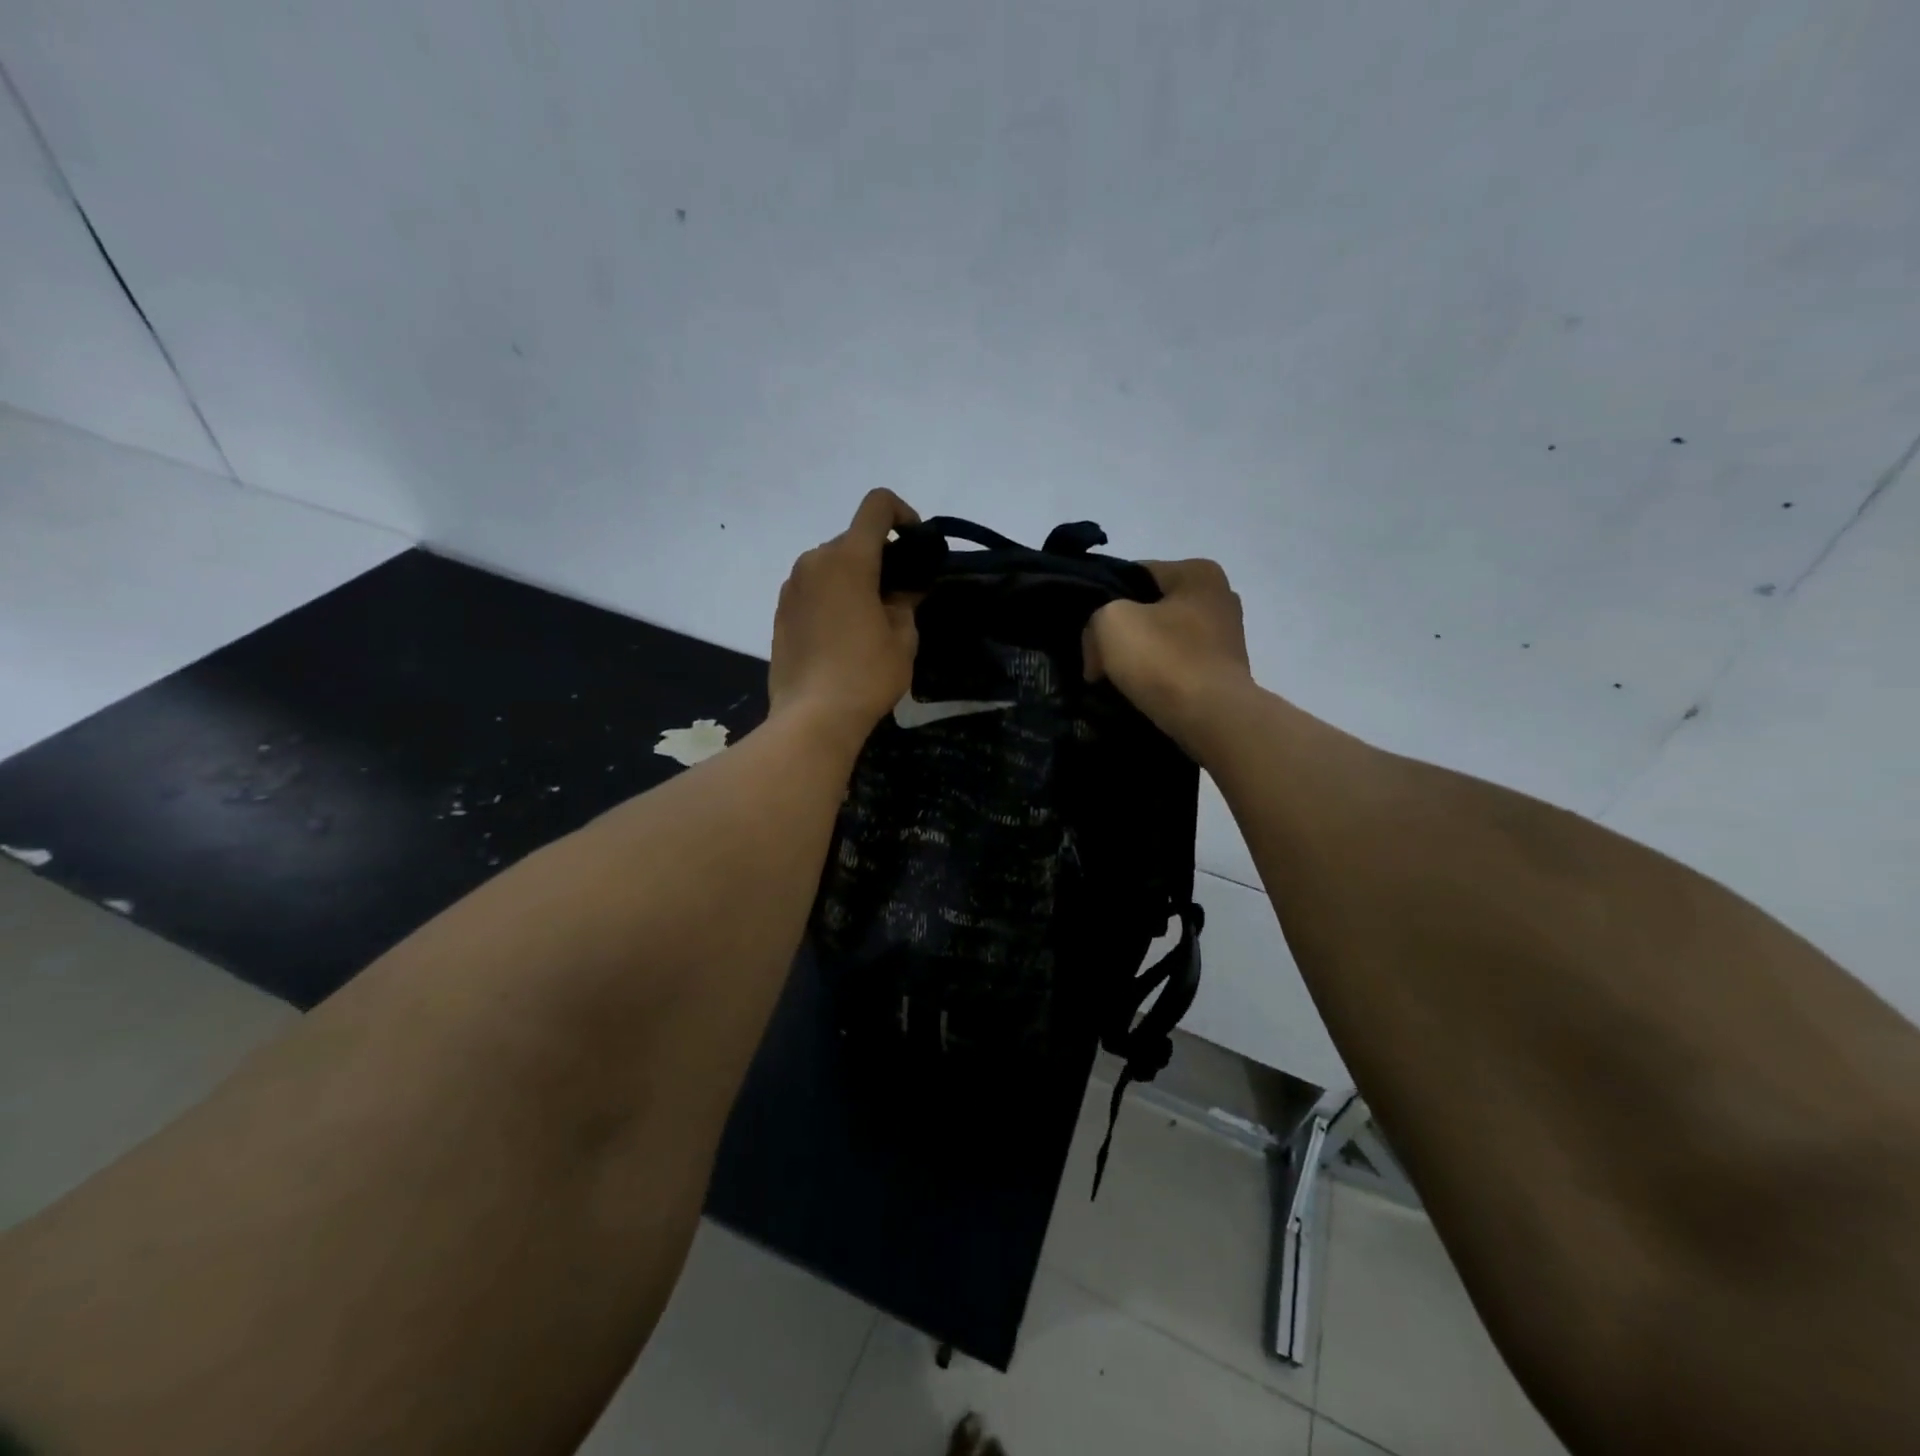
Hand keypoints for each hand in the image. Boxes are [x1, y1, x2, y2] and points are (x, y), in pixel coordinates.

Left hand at [768, 489, 920, 745]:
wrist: (812, 718)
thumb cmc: (865, 675)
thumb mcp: (903, 638)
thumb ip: (906, 600)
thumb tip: (906, 587)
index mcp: (848, 559)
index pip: (876, 506)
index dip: (902, 514)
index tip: (915, 544)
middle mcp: (814, 561)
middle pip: (853, 539)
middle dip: (879, 557)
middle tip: (899, 594)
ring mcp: (792, 587)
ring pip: (830, 565)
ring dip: (854, 578)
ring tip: (870, 618)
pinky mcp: (781, 611)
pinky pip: (813, 588)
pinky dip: (832, 596)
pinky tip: (843, 634)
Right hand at [1083, 558, 1253, 754]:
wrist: (1213, 720)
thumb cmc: (1164, 660)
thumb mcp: (1110, 623)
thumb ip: (1095, 622)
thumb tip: (1098, 655)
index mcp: (1198, 572)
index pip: (1135, 574)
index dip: (1104, 598)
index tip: (1088, 631)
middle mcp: (1219, 597)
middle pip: (1150, 608)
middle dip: (1124, 631)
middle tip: (1096, 657)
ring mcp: (1226, 638)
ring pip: (1163, 640)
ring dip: (1140, 658)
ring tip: (1114, 680)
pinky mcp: (1224, 673)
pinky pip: (1178, 667)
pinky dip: (1159, 678)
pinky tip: (1140, 694)